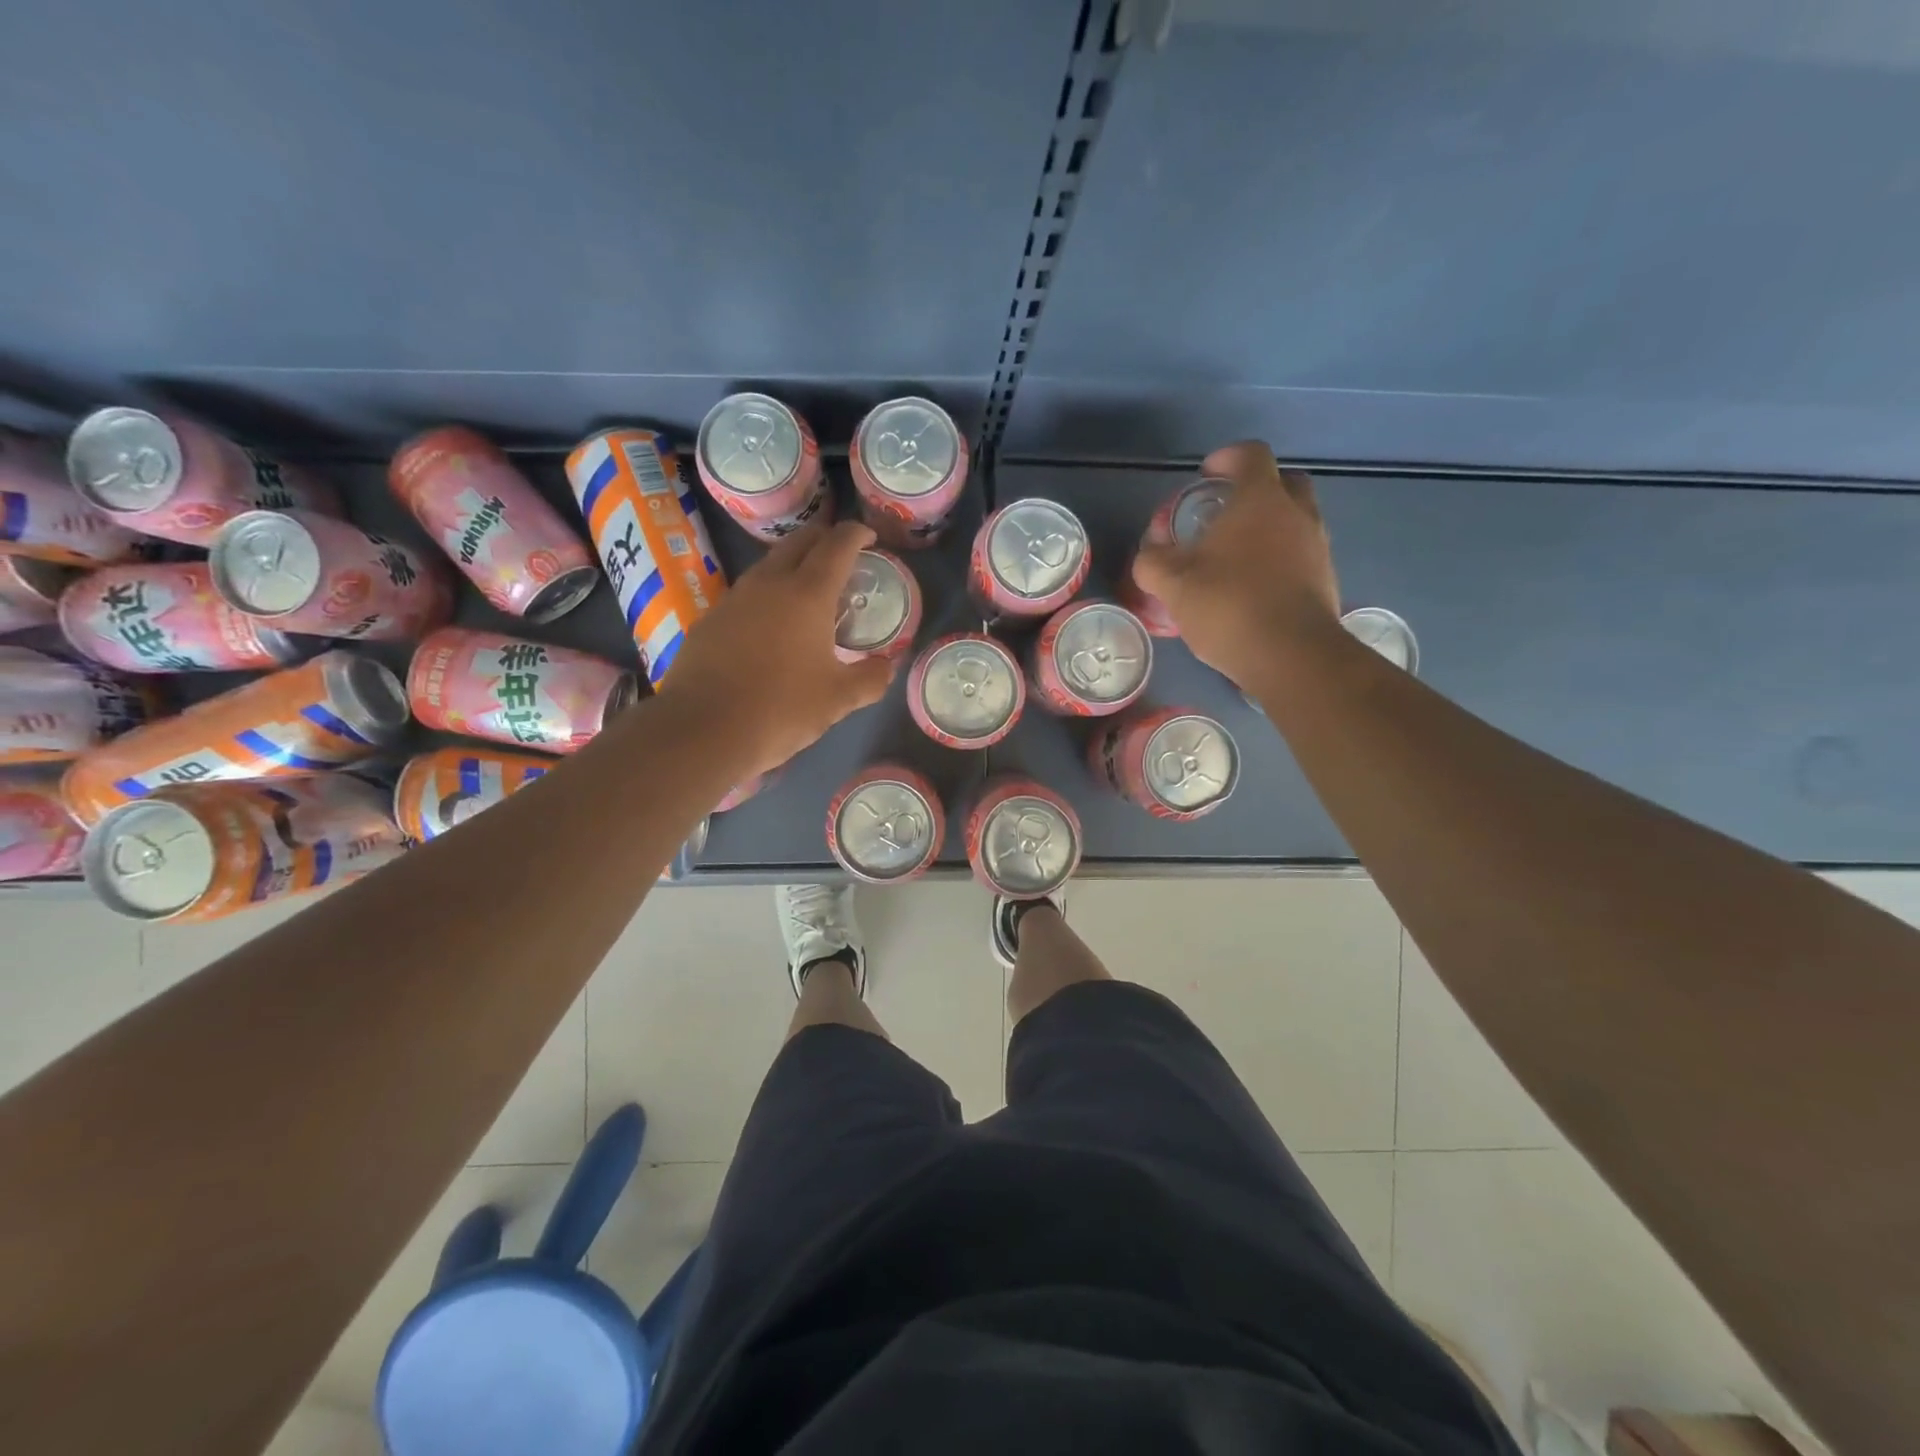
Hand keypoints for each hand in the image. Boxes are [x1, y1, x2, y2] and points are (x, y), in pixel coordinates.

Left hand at [656, 520, 893, 776]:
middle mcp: (769, 583)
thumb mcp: (838, 700)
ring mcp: (734, 598)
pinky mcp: (710, 619)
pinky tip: (770, 624)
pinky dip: (767, 594)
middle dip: (824, 539)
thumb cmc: (781, 709)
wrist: (702, 729)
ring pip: (769, 564)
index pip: (837, 544)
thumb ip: (870, 678)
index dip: (857, 534)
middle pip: (799, 541)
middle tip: (841, 556)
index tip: (869, 537)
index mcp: (808, 594)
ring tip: (808, 590)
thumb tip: (887, 667)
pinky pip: (747, 593)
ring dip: (793, 565)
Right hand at [1131, 441, 1340, 689]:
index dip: (1226, 457)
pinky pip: (1301, 553)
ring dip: (1269, 527)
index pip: (1250, 454)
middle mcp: (1297, 513)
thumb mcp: (1173, 585)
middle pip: (1283, 482)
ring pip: (1295, 519)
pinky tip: (1254, 587)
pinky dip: (1280, 559)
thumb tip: (1149, 554)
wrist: (1291, 655)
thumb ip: (1153, 563)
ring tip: (1236, 556)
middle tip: (1225, 514)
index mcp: (1261, 500)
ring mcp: (1317, 546)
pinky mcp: (1326, 579)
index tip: (1205, 475)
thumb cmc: (1229, 606)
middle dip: (1254, 490)